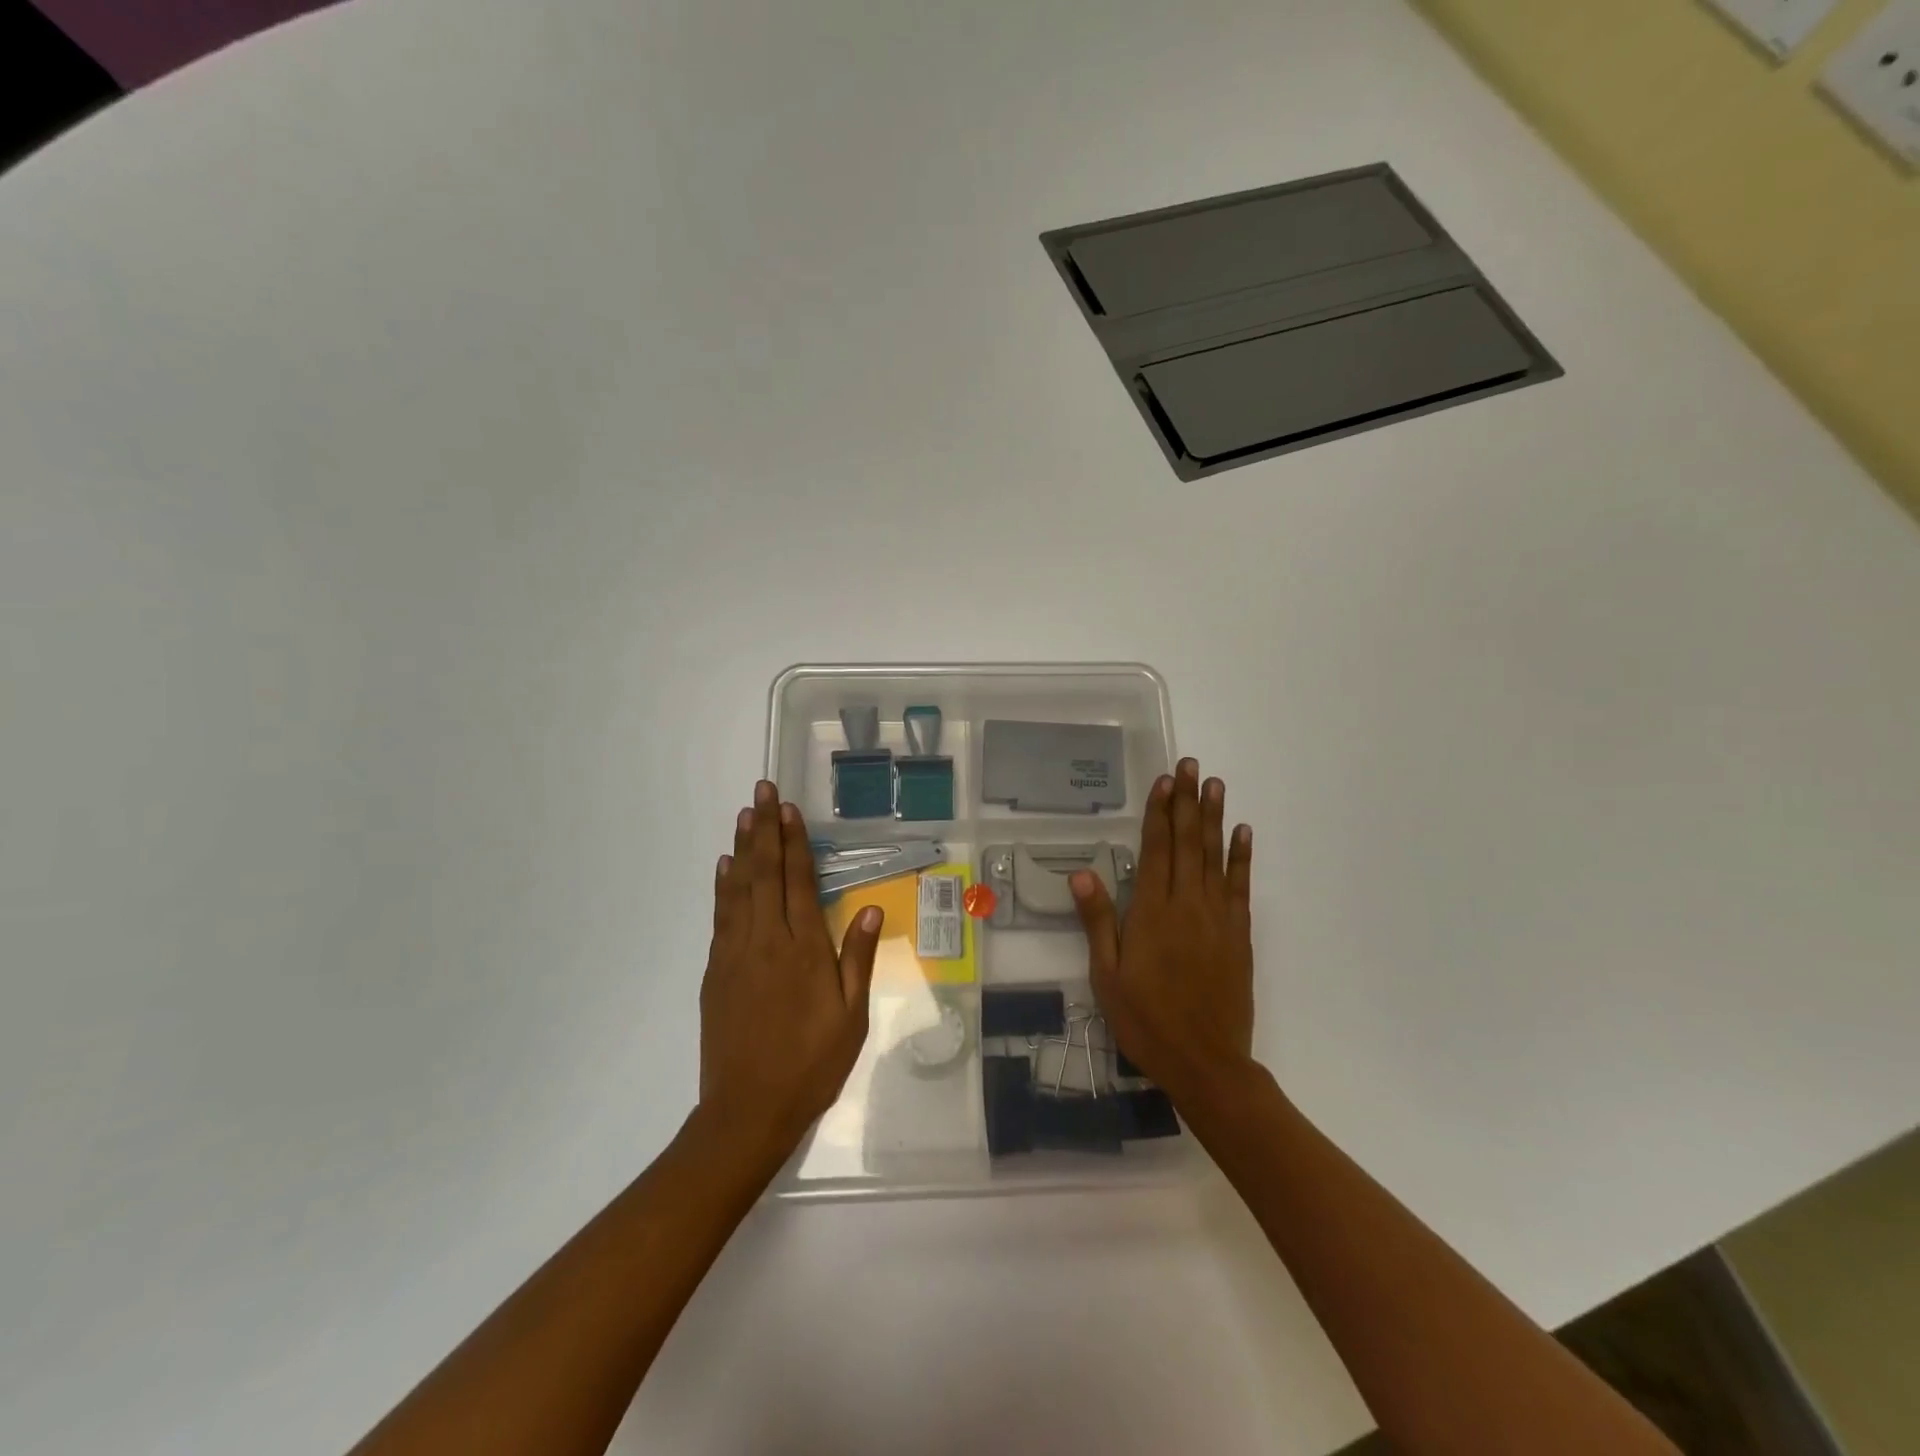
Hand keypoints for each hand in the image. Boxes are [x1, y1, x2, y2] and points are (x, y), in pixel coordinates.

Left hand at [698, 782, 882, 1162]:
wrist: (748, 1109)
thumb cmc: (811, 1064)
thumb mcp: (851, 1017)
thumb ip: (858, 959)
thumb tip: (871, 909)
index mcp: (805, 949)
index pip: (799, 882)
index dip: (795, 842)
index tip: (789, 809)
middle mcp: (768, 940)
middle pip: (765, 873)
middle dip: (765, 829)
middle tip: (761, 791)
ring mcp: (736, 953)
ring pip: (739, 888)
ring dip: (742, 848)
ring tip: (744, 814)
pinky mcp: (716, 970)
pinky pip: (720, 916)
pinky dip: (722, 886)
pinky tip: (724, 867)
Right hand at [1071, 758, 1254, 1103]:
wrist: (1206, 1061)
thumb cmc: (1147, 1020)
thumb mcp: (1108, 976)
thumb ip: (1098, 922)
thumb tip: (1082, 874)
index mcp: (1152, 912)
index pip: (1155, 849)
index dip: (1159, 812)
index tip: (1165, 781)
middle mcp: (1187, 904)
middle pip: (1186, 843)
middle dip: (1187, 802)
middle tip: (1191, 766)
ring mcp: (1217, 917)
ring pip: (1214, 856)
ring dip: (1214, 818)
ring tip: (1215, 785)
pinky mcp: (1239, 934)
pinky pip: (1240, 887)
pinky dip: (1242, 858)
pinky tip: (1243, 833)